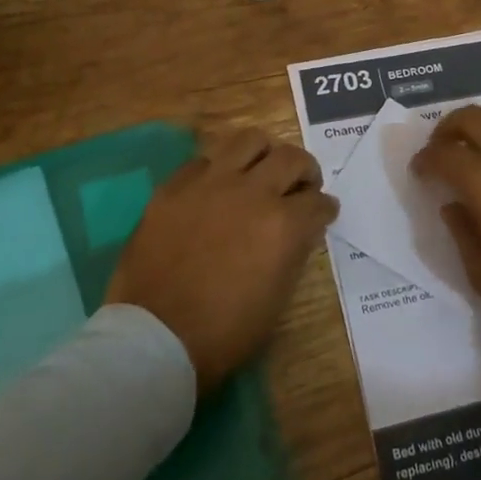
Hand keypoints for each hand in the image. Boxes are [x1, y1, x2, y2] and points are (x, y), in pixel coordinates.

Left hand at [106, 128, 337, 392]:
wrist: (155, 339)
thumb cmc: (224, 332)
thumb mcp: (277, 298)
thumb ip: (294, 252)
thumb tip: (300, 230)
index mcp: (283, 225)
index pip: (318, 202)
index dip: (325, 208)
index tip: (324, 211)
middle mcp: (252, 192)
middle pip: (291, 158)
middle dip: (305, 171)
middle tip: (301, 184)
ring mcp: (211, 183)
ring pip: (249, 141)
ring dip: (264, 154)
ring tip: (261, 170)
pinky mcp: (175, 186)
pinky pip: (204, 161)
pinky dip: (218, 170)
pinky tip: (216, 188)